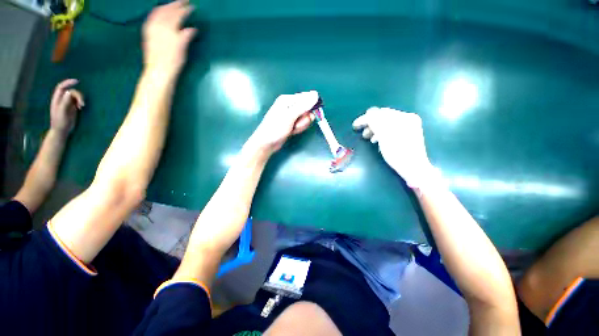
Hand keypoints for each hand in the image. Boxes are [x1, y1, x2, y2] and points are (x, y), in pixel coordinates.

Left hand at [50, 79, 83, 135]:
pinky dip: (81, 102)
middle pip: (71, 91)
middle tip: (82, 103)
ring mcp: (67, 103)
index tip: (77, 81)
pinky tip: (82, 107)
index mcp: (57, 99)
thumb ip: (65, 102)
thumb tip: (70, 92)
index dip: (68, 82)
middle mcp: (62, 99)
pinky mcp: (72, 108)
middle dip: (78, 95)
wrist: (61, 131)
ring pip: (75, 96)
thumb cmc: (60, 122)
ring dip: (80, 99)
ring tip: (82, 106)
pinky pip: (77, 101)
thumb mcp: (62, 112)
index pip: (61, 87)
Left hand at [142, 0, 196, 72]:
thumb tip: (192, 28)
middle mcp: (158, 24)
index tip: (192, 6)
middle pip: (167, 10)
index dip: (185, 9)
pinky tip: (160, 12)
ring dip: (166, 6)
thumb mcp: (182, 48)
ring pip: (158, 11)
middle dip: (175, 4)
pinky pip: (152, 16)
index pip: (178, 14)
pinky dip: (157, 11)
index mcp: (168, 27)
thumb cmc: (173, 60)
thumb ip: (186, 35)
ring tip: (173, 4)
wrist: (158, 70)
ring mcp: (151, 27)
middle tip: (183, 1)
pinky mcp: (147, 32)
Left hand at [248, 91, 318, 153]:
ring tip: (292, 129)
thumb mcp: (290, 116)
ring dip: (301, 125)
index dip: (310, 108)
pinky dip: (298, 129)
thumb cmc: (275, 128)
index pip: (306, 98)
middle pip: (307, 109)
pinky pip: (301, 124)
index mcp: (288, 99)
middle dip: (304, 119)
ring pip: (305, 118)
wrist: (267, 143)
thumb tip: (315, 94)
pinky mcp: (292, 123)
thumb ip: (303, 106)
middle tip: (296, 124)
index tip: (309, 115)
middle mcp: (290, 105)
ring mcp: (291, 115)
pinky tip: (292, 131)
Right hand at [353, 107, 433, 187]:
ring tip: (369, 138)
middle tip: (363, 134)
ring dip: (375, 129)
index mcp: (404, 117)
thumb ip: (376, 122)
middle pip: (383, 117)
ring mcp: (409, 126)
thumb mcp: (384, 137)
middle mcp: (407, 119)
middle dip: (371, 124)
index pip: (380, 113)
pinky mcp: (407, 134)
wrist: (413, 168)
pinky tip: (378, 141)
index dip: (366, 118)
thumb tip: (368, 113)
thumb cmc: (398, 153)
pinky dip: (382, 133)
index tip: (355, 126)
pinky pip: (390, 129)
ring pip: (386, 123)